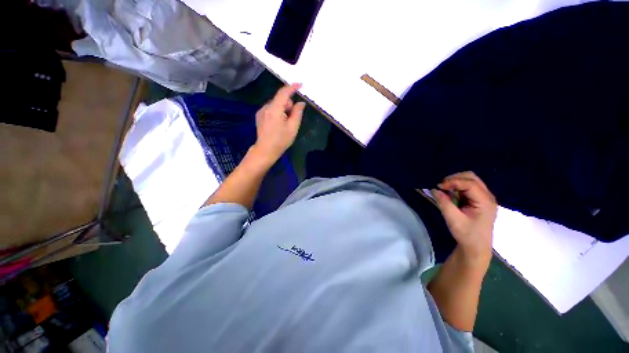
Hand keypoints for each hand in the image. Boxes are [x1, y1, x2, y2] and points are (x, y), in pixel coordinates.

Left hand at [252, 83, 304, 165]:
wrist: (266, 150)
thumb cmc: (281, 140)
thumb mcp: (293, 127)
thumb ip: (298, 113)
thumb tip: (301, 103)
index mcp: (275, 109)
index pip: (284, 93)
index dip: (292, 87)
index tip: (300, 85)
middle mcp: (266, 107)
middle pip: (280, 99)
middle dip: (288, 105)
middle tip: (292, 118)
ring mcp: (261, 111)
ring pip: (276, 104)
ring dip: (283, 109)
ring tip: (285, 123)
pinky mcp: (259, 116)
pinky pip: (271, 109)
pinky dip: (277, 112)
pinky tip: (278, 124)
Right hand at [432, 171, 496, 265]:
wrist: (476, 247)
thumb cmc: (466, 234)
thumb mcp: (453, 219)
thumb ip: (444, 202)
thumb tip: (434, 189)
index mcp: (485, 202)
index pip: (470, 184)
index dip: (453, 182)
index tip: (438, 186)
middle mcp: (487, 197)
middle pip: (472, 177)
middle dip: (454, 178)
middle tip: (441, 186)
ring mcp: (484, 197)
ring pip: (470, 180)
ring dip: (456, 181)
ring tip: (444, 189)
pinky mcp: (479, 199)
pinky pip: (468, 186)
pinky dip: (457, 186)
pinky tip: (450, 193)